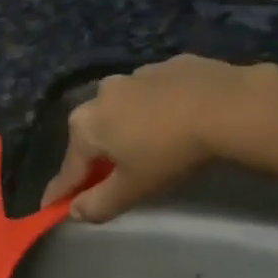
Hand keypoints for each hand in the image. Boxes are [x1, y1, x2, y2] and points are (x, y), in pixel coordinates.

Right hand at [41, 56, 277, 221]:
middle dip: (98, 157)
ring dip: (129, 129)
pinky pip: (155, 94)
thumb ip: (99, 203)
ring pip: (124, 111)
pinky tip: (179, 120)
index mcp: (86, 126)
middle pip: (94, 135)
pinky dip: (159, 109)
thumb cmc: (170, 152)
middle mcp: (101, 94)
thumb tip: (74, 212)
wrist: (228, 105)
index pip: (68, 170)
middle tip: (113, 178)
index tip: (50, 207)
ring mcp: (136, 75)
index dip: (60, 193)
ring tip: (153, 146)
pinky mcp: (169, 65)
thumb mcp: (133, 189)